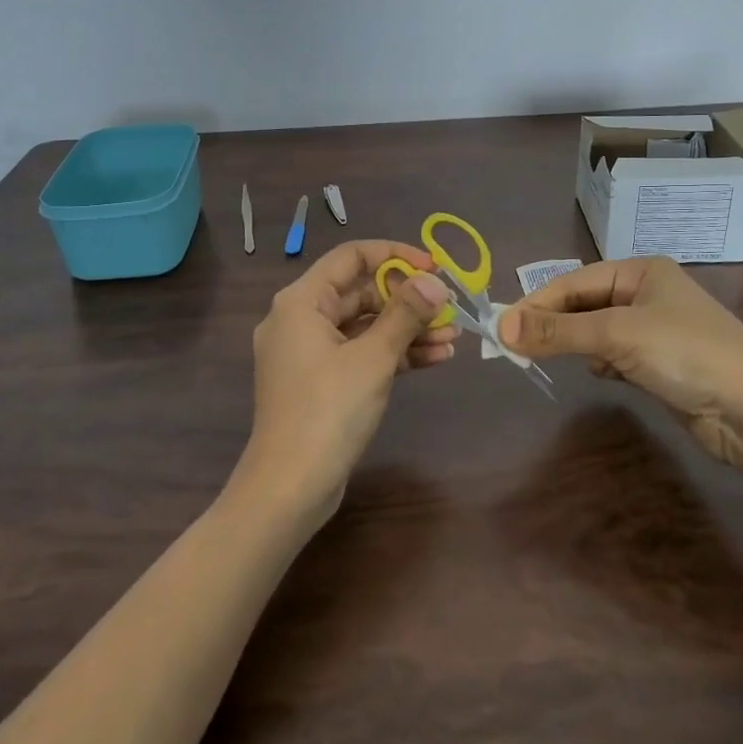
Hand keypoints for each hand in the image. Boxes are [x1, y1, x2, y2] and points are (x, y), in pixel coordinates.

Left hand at [241, 240, 457, 522]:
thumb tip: (434, 282)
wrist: (290, 487)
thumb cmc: (328, 411)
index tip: (434, 268)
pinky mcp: (320, 382)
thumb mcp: (373, 358)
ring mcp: (309, 353)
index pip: (352, 256)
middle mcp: (300, 320)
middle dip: (408, 300)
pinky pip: (360, 355)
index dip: (395, 256)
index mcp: (302, 301)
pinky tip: (435, 359)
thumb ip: (405, 314)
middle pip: (360, 293)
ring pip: (365, 327)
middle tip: (450, 308)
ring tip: (453, 337)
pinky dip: (393, 355)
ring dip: (407, 330)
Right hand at [498, 257, 742, 456]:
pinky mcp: (661, 363)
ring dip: (578, 345)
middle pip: (584, 304)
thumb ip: (557, 331)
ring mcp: (656, 329)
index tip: (502, 328)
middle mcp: (647, 293)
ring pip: (597, 331)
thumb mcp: (616, 335)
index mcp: (641, 271)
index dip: (537, 303)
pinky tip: (605, 374)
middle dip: (555, 325)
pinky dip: (603, 363)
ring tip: (558, 359)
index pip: (574, 281)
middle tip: (518, 348)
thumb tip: (500, 327)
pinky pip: (615, 354)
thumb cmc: (686, 355)